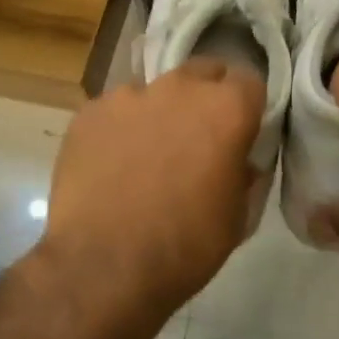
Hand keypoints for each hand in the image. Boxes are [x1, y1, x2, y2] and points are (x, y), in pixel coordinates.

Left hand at [37, 59, 265, 326]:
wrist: (103, 266)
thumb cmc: (185, 245)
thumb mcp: (237, 217)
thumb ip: (244, 174)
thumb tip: (240, 161)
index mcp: (225, 109)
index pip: (250, 83)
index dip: (248, 107)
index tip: (242, 131)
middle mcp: (179, 88)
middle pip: (202, 73)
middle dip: (206, 96)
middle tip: (198, 137)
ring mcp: (128, 95)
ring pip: (154, 92)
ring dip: (159, 113)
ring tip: (146, 155)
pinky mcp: (89, 112)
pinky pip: (114, 111)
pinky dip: (119, 130)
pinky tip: (111, 165)